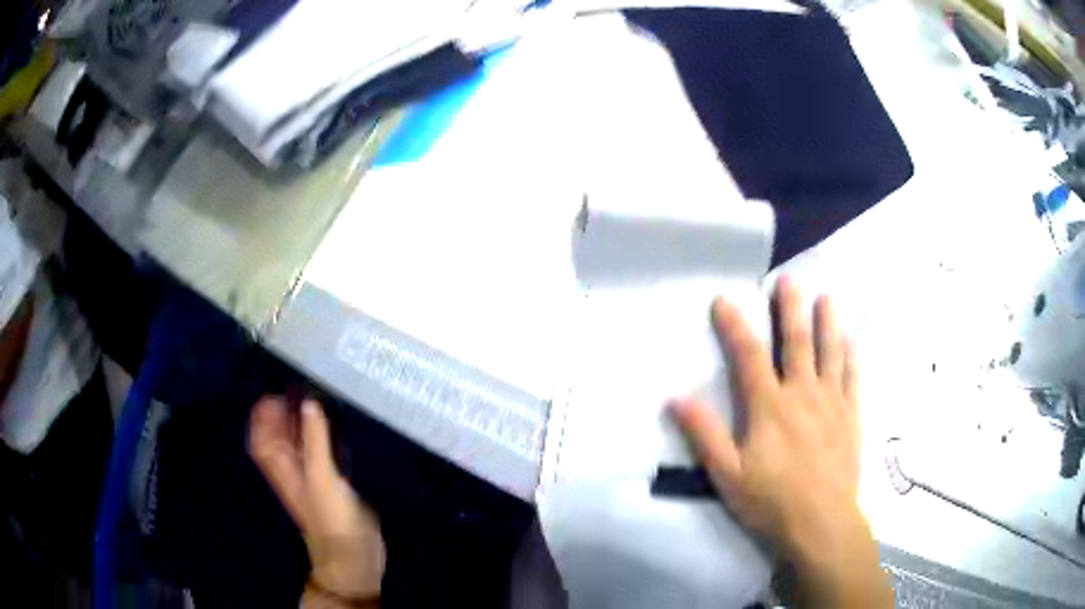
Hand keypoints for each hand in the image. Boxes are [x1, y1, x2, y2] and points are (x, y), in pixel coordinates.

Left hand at [249, 398, 384, 602]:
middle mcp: (293, 471)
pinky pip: (319, 454)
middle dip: (283, 413)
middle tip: (299, 389)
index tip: (275, 391)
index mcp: (282, 469)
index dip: (263, 414)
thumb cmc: (331, 519)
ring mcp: (312, 478)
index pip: (262, 437)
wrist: (353, 556)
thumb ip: (315, 440)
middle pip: (279, 437)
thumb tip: (308, 402)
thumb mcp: (321, 478)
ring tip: (314, 399)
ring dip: (302, 423)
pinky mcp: (331, 484)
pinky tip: (333, 427)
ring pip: (299, 444)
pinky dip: (320, 438)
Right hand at [671, 277, 891, 607]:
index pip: (749, 356)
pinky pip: (852, 379)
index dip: (735, 325)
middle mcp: (803, 394)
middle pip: (797, 343)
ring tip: (826, 297)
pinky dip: (850, 357)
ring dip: (827, 323)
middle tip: (789, 279)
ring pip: (830, 353)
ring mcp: (832, 403)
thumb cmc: (771, 501)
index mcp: (770, 407)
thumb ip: (704, 434)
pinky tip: (851, 342)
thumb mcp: (727, 474)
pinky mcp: (851, 417)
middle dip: (790, 309)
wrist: (821, 523)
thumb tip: (675, 397)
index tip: (724, 299)